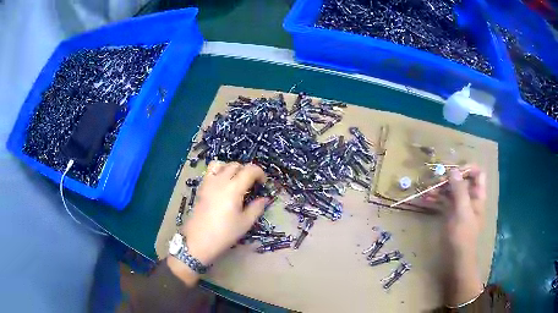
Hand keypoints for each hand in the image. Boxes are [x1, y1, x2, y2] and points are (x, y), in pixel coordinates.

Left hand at [183, 161, 267, 263]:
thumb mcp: (245, 223)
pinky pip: (210, 171)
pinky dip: (219, 172)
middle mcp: (220, 181)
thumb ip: (256, 208)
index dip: (260, 173)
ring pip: (221, 164)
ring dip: (231, 168)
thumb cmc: (224, 233)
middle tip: (251, 184)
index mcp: (234, 188)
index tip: (263, 183)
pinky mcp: (201, 188)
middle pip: (236, 165)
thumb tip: (264, 199)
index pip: (250, 170)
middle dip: (247, 171)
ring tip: (236, 181)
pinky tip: (222, 185)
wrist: (198, 241)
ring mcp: (208, 183)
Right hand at [429, 164, 486, 305]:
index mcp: (477, 196)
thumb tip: (453, 170)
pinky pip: (444, 201)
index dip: (467, 169)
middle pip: (462, 180)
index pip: (477, 174)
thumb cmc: (463, 236)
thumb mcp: (462, 212)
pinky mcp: (450, 214)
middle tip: (437, 180)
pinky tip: (426, 198)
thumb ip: (459, 190)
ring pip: (451, 190)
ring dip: (440, 188)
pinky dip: (436, 198)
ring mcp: (459, 206)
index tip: (453, 172)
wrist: (456, 259)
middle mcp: (469, 198)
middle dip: (449, 178)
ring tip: (428, 190)